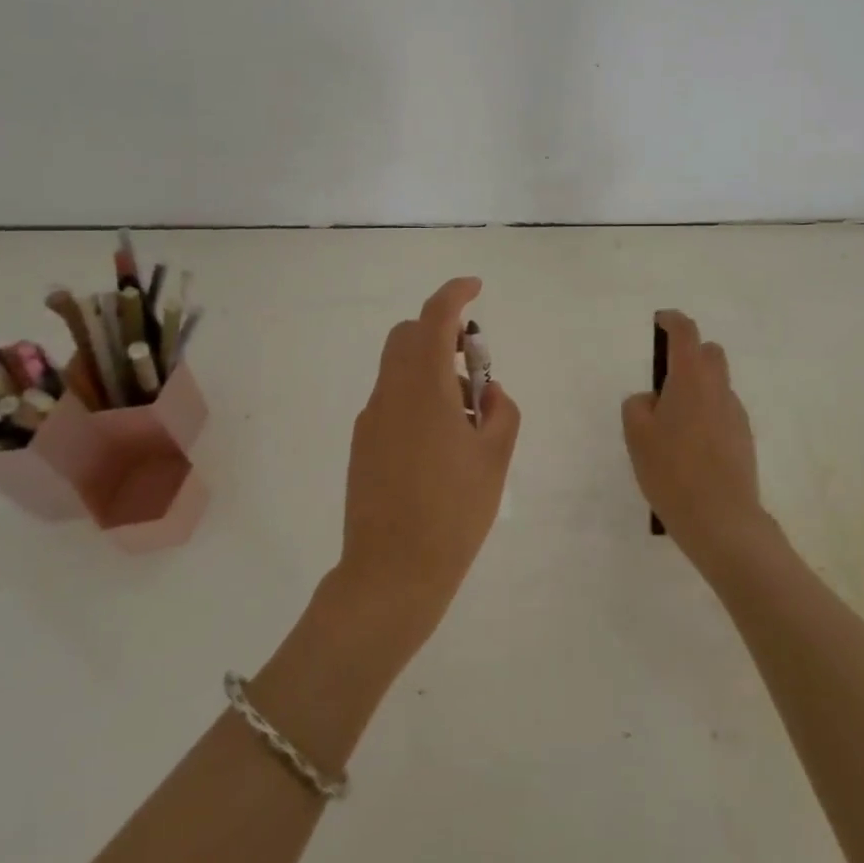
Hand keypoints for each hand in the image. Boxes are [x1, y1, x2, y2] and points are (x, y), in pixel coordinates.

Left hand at [332, 277, 521, 666]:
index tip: (476, 288)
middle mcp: (390, 393)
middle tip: (474, 367)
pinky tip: (439, 443)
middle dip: (441, 333)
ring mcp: (371, 419)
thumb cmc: (453, 512)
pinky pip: (392, 399)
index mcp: (423, 388)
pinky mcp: (362, 444)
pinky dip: (416, 396)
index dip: (455, 293)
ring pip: (398, 368)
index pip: (434, 317)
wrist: (391, 573)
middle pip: (408, 336)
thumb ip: (501, 411)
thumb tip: (487, 391)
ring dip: (431, 368)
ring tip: (465, 417)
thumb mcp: (495, 458)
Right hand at [622, 310, 773, 572]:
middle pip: (709, 353)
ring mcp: (736, 414)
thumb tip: (652, 399)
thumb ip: (638, 405)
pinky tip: (690, 447)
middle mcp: (718, 389)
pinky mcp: (744, 438)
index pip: (685, 333)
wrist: (721, 519)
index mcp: (691, 379)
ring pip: (717, 384)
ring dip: (698, 387)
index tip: (660, 321)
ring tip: (673, 424)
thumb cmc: (672, 470)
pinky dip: (707, 414)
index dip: (672, 321)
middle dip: (689, 353)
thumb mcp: (636, 435)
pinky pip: (722, 411)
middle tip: (664, 378)